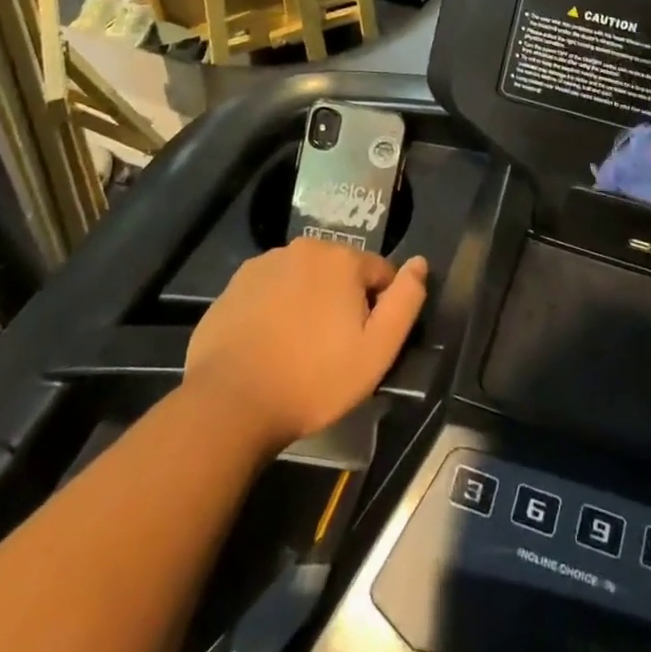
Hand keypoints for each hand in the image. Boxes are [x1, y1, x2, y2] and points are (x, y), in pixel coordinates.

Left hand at [184, 240, 427, 450]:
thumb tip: (420, 263)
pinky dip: (275, 309)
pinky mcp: (234, 285)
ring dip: (308, 302)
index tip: (363, 343)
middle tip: (332, 349)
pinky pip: (270, 290)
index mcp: (342, 259)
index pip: (380, 273)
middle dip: (343, 302)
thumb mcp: (377, 350)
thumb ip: (406, 301)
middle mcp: (305, 248)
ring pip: (303, 279)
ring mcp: (265, 264)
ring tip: (297, 349)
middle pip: (340, 272)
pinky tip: (268, 344)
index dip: (379, 309)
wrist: (230, 403)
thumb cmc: (313, 379)